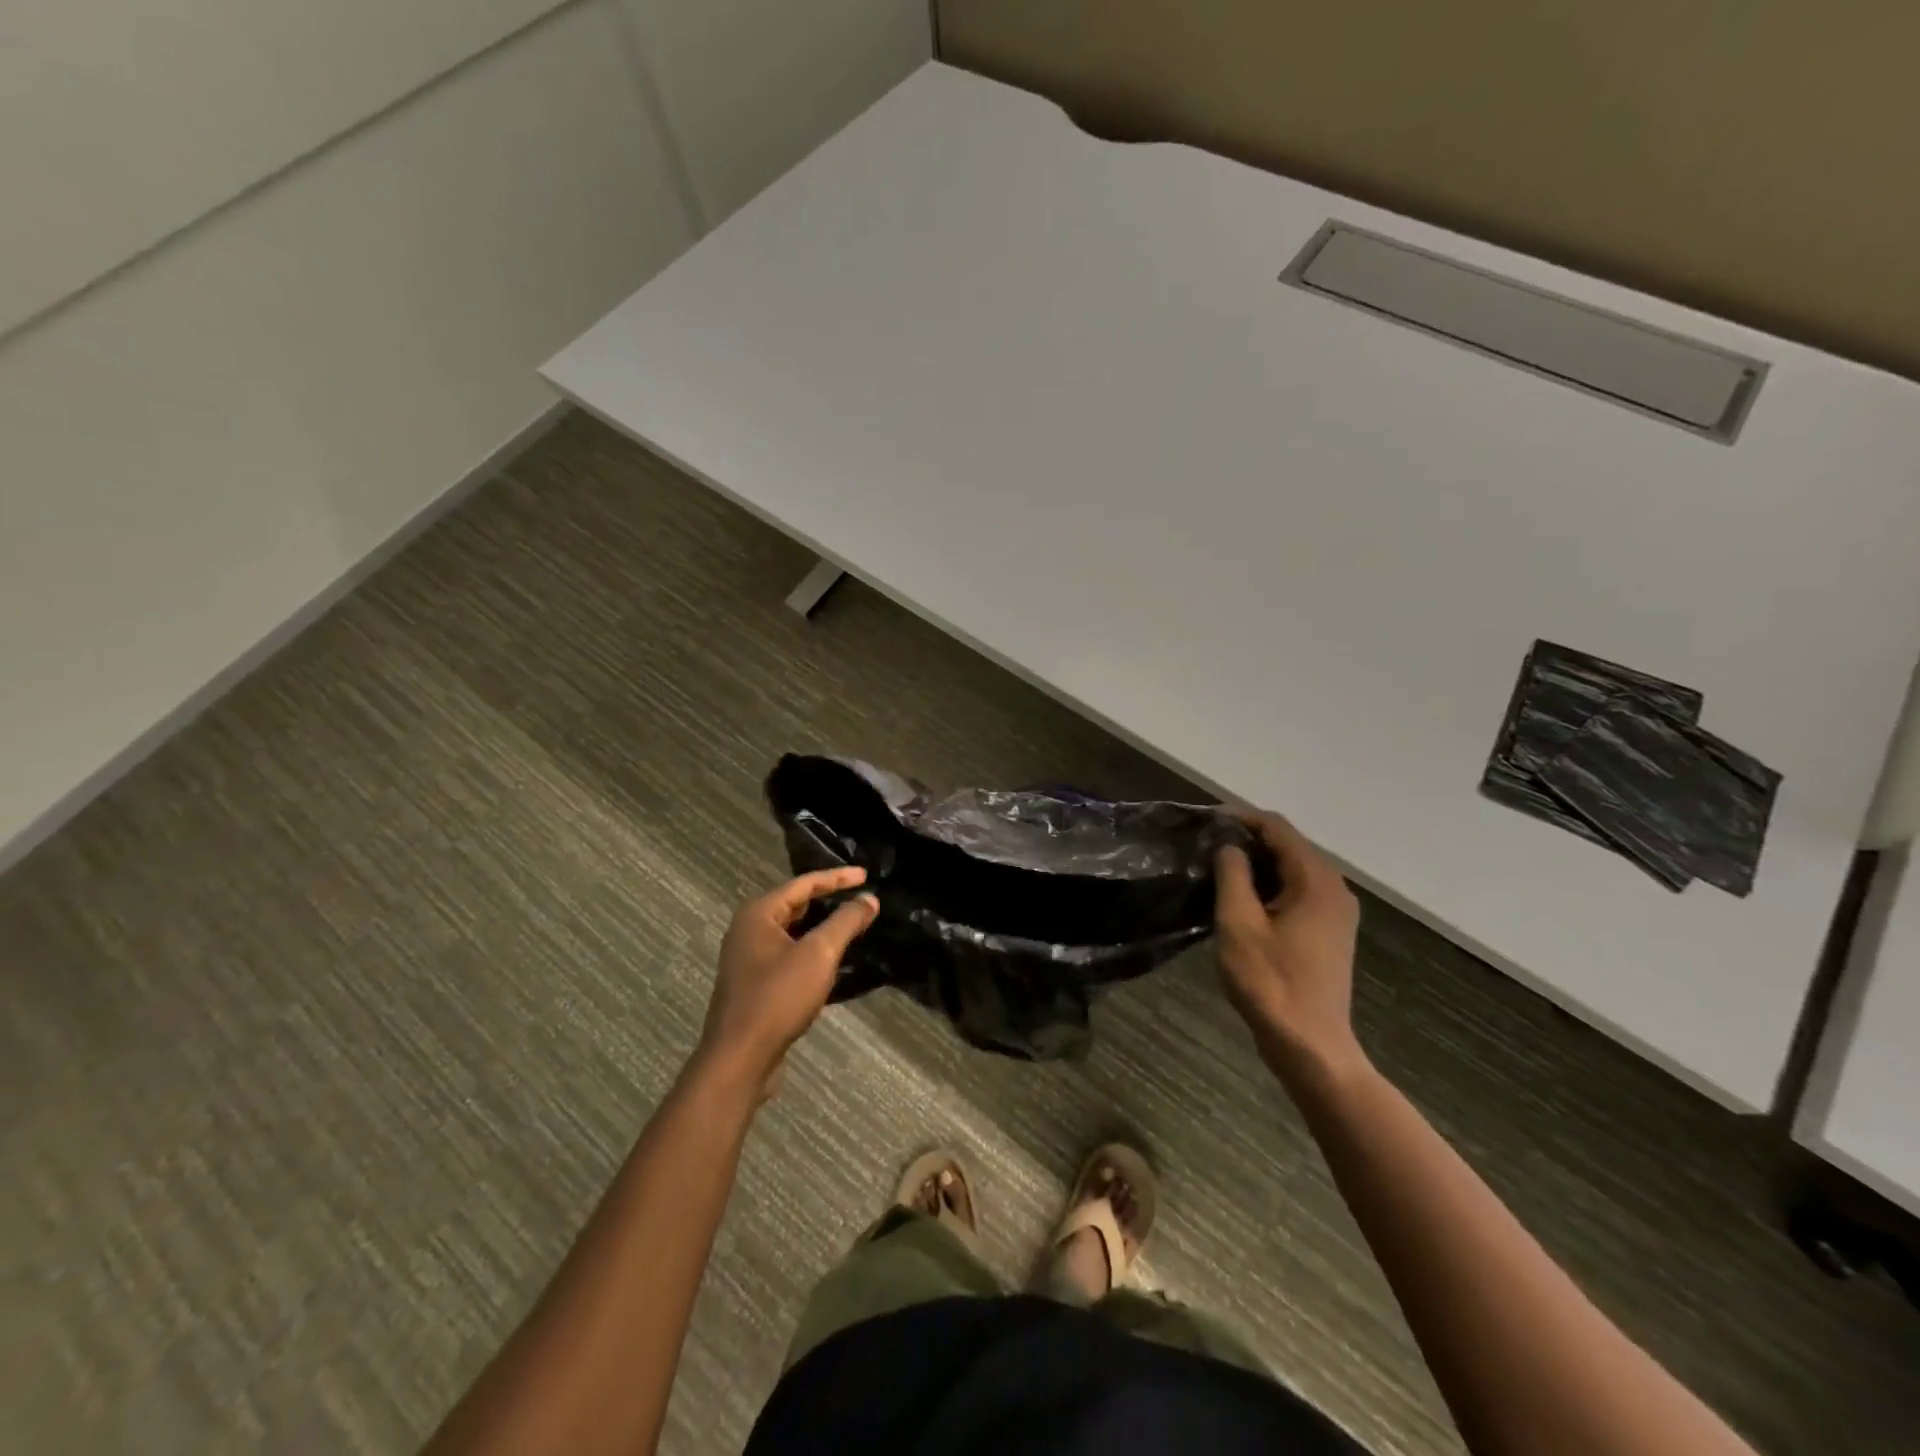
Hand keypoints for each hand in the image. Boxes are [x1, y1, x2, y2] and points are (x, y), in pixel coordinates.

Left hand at [697, 867, 879, 1095]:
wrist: (739, 1059)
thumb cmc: (778, 997)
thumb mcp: (819, 954)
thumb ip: (846, 922)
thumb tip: (869, 898)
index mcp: (758, 914)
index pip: (804, 884)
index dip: (837, 878)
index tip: (866, 876)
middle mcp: (748, 930)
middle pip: (795, 905)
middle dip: (829, 901)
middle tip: (860, 898)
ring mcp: (748, 959)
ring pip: (792, 933)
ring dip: (821, 929)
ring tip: (853, 926)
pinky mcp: (754, 985)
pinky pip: (788, 956)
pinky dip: (811, 953)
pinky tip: (833, 962)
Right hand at [1214, 812, 1364, 1082]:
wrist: (1310, 1046)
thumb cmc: (1270, 982)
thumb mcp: (1238, 923)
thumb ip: (1233, 875)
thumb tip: (1230, 846)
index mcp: (1316, 880)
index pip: (1277, 828)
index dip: (1240, 818)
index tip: (1204, 821)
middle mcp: (1334, 888)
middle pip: (1288, 845)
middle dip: (1247, 840)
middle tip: (1205, 846)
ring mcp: (1336, 911)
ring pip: (1292, 869)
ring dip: (1257, 864)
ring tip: (1215, 869)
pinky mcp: (1330, 931)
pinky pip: (1298, 892)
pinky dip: (1270, 886)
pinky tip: (1241, 898)